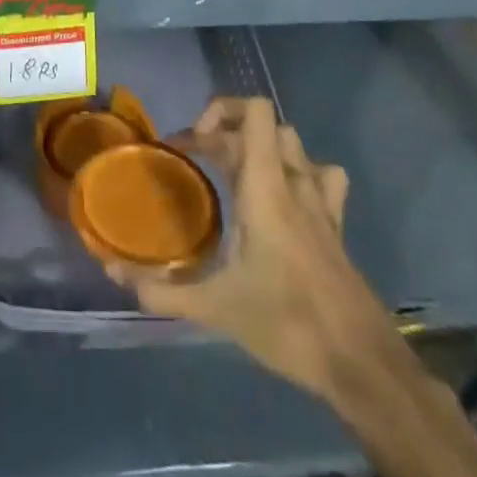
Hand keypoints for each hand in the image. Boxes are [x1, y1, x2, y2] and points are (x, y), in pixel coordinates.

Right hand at [108, 97, 398, 400]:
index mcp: (266, 188)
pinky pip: (322, 176)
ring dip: (261, 147)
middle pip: (264, 127)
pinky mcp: (335, 226)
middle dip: (226, 134)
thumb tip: (113, 274)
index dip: (221, 111)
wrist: (362, 365)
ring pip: (293, 146)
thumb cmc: (288, 324)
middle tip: (196, 162)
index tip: (192, 144)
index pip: (256, 113)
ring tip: (233, 173)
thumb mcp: (216, 309)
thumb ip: (162, 291)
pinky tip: (283, 196)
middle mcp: (295, 183)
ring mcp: (321, 203)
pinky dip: (300, 172)